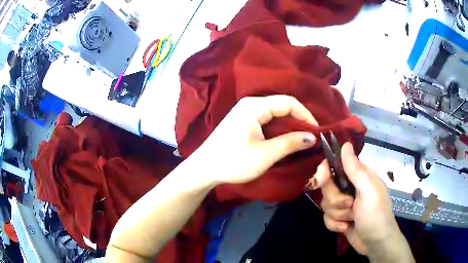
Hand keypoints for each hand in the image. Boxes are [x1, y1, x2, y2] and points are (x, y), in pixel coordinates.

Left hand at [192, 95, 317, 184]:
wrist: (204, 169)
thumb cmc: (232, 162)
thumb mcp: (265, 154)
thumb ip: (290, 143)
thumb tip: (313, 137)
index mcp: (254, 106)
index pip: (288, 102)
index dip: (306, 115)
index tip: (316, 132)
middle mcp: (250, 104)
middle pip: (282, 106)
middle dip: (299, 121)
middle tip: (311, 138)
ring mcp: (245, 112)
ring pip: (275, 114)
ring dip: (289, 126)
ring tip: (302, 141)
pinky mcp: (243, 122)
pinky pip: (267, 120)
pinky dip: (279, 129)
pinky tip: (285, 140)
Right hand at [313, 143, 412, 260]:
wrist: (376, 244)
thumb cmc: (376, 215)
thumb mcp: (368, 191)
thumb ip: (355, 169)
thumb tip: (345, 144)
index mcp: (359, 176)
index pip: (336, 165)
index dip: (325, 171)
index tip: (321, 179)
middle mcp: (351, 188)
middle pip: (327, 187)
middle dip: (336, 200)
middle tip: (350, 205)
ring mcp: (345, 204)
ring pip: (326, 204)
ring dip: (337, 214)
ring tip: (351, 220)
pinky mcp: (340, 218)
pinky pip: (326, 218)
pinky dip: (334, 225)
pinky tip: (345, 228)